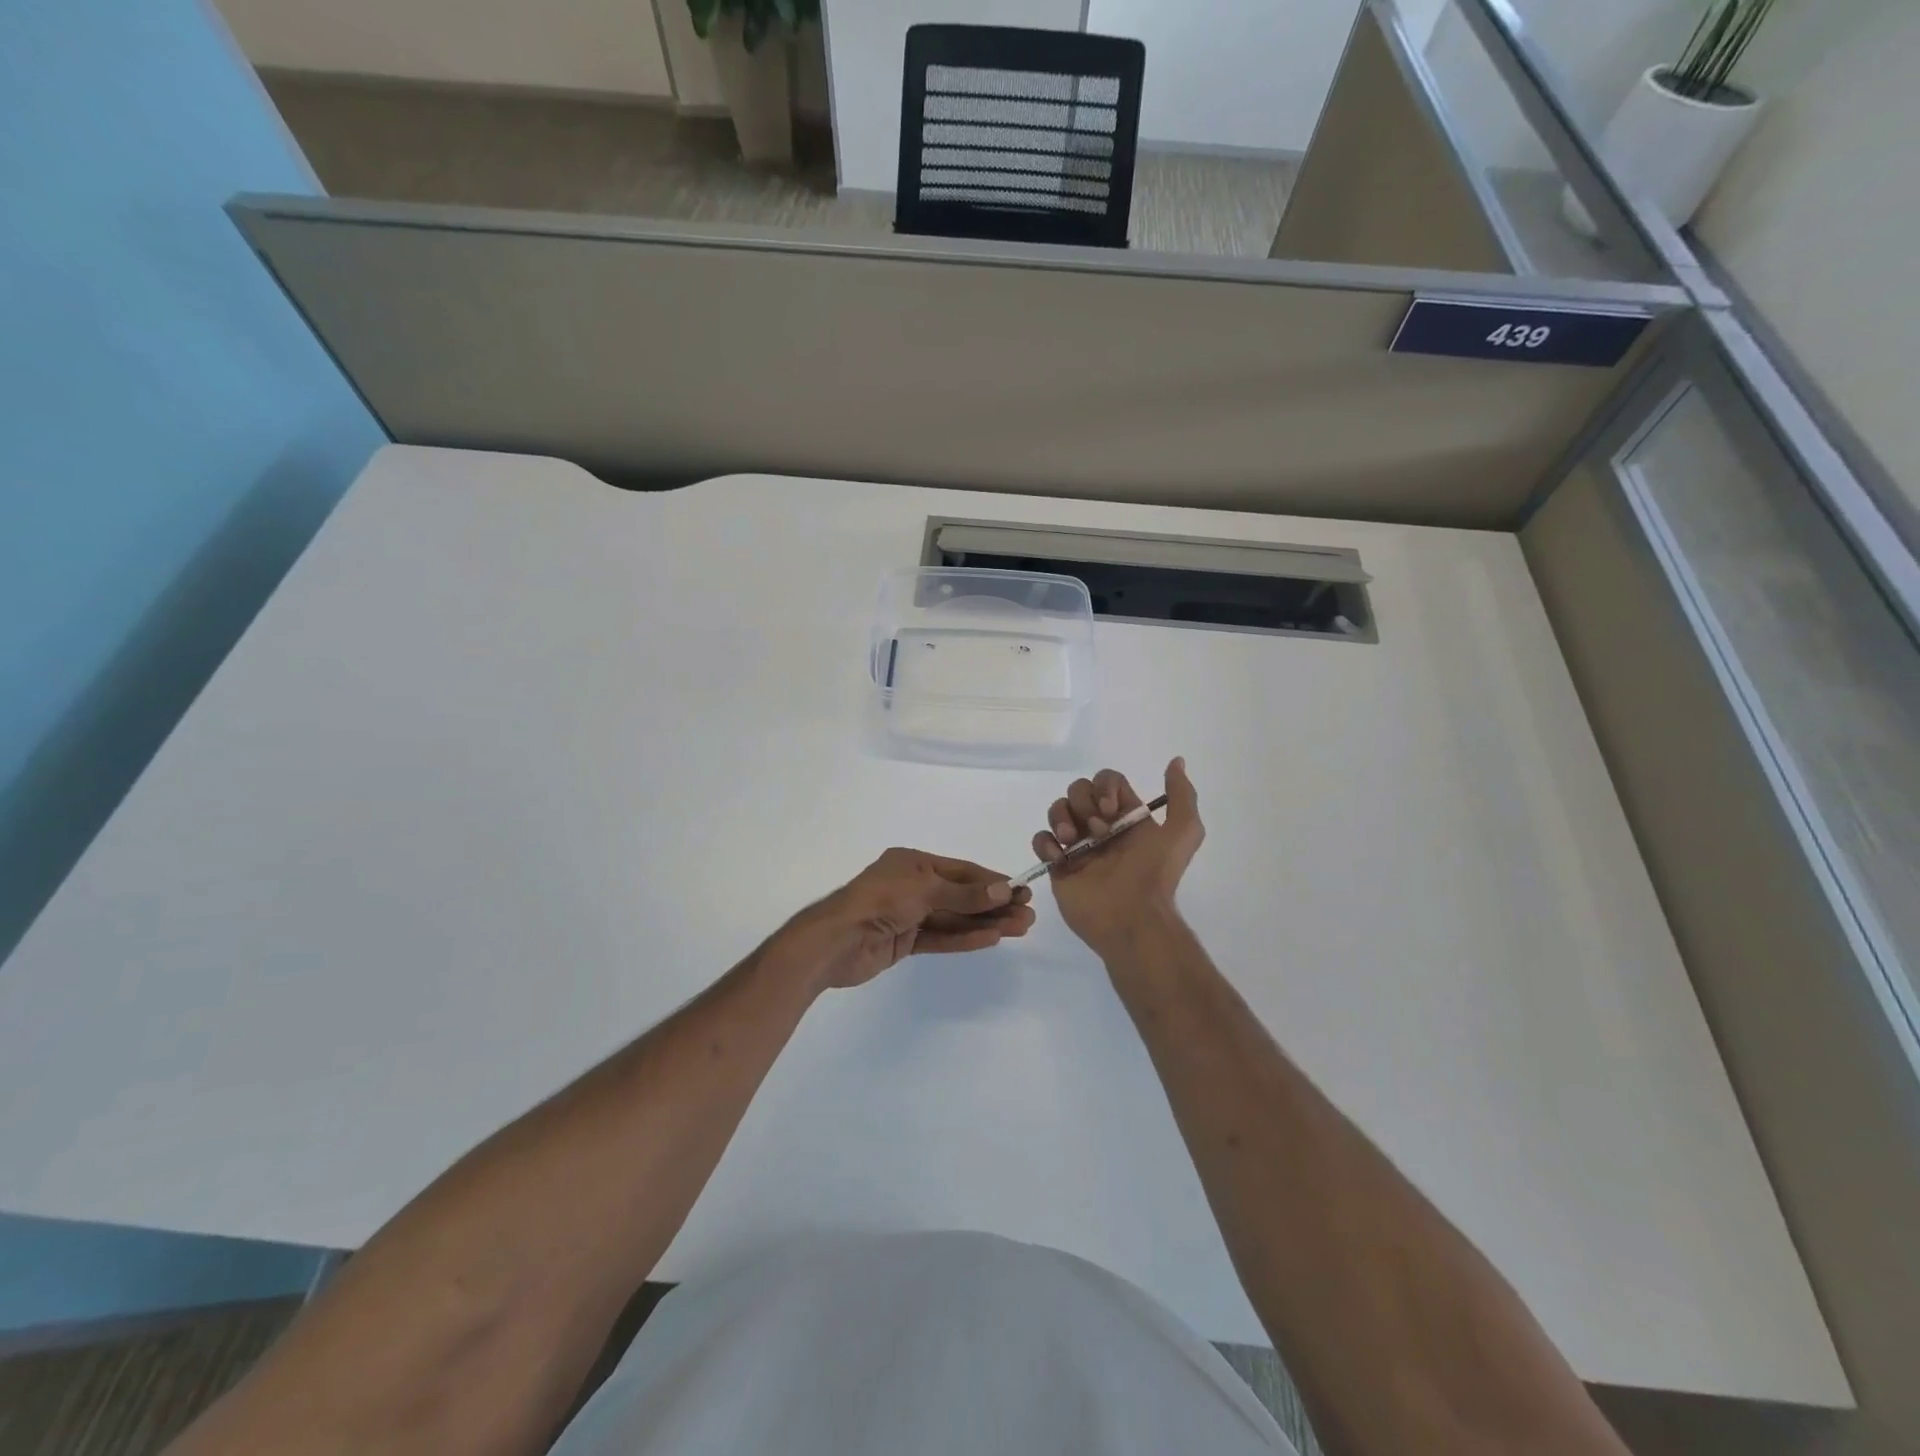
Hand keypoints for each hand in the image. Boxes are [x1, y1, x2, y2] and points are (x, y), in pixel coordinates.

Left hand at [785, 849, 1035, 989]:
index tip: (1021, 891)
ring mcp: (908, 915)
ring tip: (1019, 929)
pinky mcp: (904, 941)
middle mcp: (912, 885)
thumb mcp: (924, 890)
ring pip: (954, 918)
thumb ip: (964, 894)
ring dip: (985, 923)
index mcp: (913, 863)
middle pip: (961, 895)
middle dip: (993, 905)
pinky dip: (964, 938)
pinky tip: (991, 939)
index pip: (961, 871)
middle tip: (1027, 916)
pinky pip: (940, 937)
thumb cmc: (879, 901)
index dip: (991, 881)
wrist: (836, 941)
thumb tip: (1003, 890)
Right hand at [1034, 759, 1203, 957]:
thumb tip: (1176, 761)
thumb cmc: (1155, 874)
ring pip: (1057, 809)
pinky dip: (1045, 842)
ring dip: (1062, 818)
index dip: (1104, 787)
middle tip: (1098, 831)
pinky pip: (1041, 839)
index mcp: (1125, 816)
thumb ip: (1182, 795)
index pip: (1106, 781)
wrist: (1132, 918)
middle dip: (1083, 804)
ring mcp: (1077, 845)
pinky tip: (1059, 857)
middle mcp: (1100, 826)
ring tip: (1072, 842)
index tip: (1111, 809)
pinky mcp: (1058, 865)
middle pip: (1078, 790)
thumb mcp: (1182, 832)